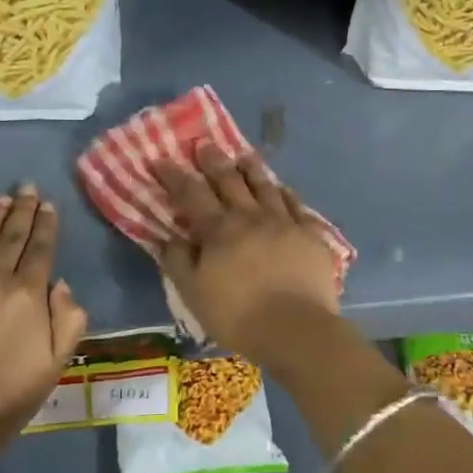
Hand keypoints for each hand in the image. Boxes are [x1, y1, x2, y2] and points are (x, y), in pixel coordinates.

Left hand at [0, 187, 87, 461]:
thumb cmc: (9, 396)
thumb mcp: (56, 363)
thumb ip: (68, 319)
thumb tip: (61, 283)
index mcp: (28, 296)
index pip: (40, 249)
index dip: (46, 225)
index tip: (48, 204)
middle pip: (11, 238)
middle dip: (22, 211)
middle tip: (28, 187)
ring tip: (2, 199)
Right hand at [152, 143, 340, 358]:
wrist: (296, 328)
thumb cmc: (237, 315)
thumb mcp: (193, 293)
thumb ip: (178, 261)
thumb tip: (168, 236)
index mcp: (219, 230)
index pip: (191, 194)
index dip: (175, 176)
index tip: (162, 160)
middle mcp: (251, 216)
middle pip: (230, 181)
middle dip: (214, 161)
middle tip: (204, 144)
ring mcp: (285, 222)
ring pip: (266, 186)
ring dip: (252, 169)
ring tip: (244, 155)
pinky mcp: (311, 235)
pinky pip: (297, 205)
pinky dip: (286, 193)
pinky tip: (282, 189)